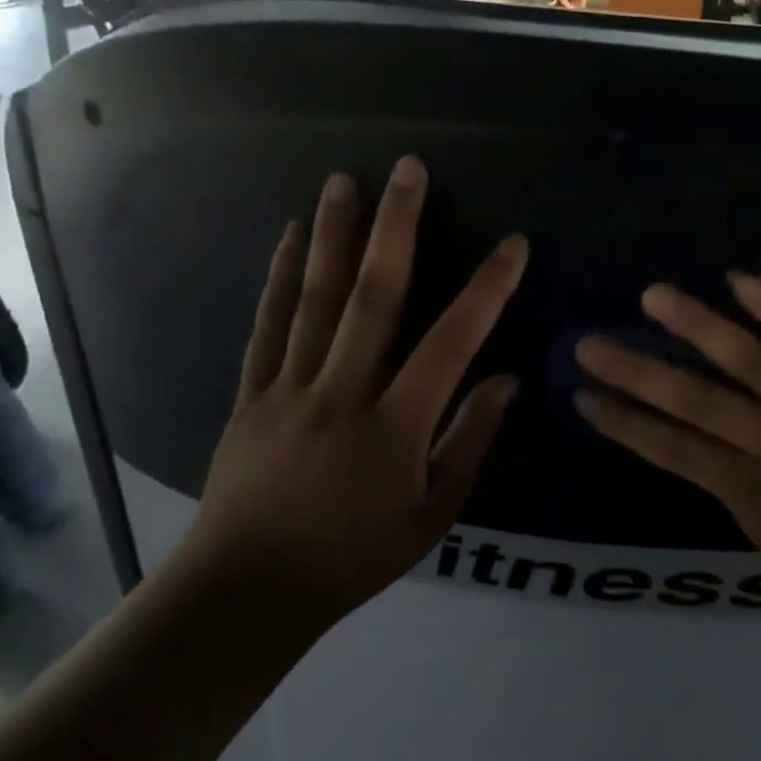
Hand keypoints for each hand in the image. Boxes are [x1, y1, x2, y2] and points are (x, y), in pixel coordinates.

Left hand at [191, 158, 527, 626]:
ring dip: (333, 236)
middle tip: (409, 169)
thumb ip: (470, 441)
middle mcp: (342, 392)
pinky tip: (287, 237)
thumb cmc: (354, 557)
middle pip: (374, 298)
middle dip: (396, 228)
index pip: (451, 343)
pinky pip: (267, 327)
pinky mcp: (251, 394)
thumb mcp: (432, 515)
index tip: (512, 245)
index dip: (486, 290)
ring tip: (343, 180)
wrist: (248, 591)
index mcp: (395, 426)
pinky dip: (279, 278)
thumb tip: (507, 379)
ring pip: (315, 300)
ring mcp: (289, 389)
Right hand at [573, 275, 760, 614]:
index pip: (673, 451)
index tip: (584, 396)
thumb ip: (737, 493)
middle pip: (695, 400)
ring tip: (652, 296)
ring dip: (695, 325)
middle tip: (590, 342)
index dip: (625, 423)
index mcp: (753, 492)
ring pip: (747, 360)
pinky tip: (738, 279)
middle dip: (637, 372)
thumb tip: (704, 450)